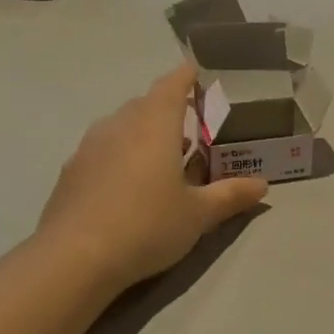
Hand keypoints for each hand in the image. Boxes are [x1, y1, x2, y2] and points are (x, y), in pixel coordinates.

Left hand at [37, 63, 267, 289]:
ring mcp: (89, 147)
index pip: (172, 84)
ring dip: (144, 134)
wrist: (74, 258)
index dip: (187, 76)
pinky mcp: (71, 172)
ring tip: (164, 160)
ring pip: (122, 127)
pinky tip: (130, 187)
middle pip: (146, 104)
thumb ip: (230, 196)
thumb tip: (262, 186)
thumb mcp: (198, 214)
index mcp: (154, 125)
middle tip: (193, 129)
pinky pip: (103, 150)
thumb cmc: (147, 225)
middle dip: (170, 110)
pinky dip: (121, 156)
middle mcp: (119, 125)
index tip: (200, 74)